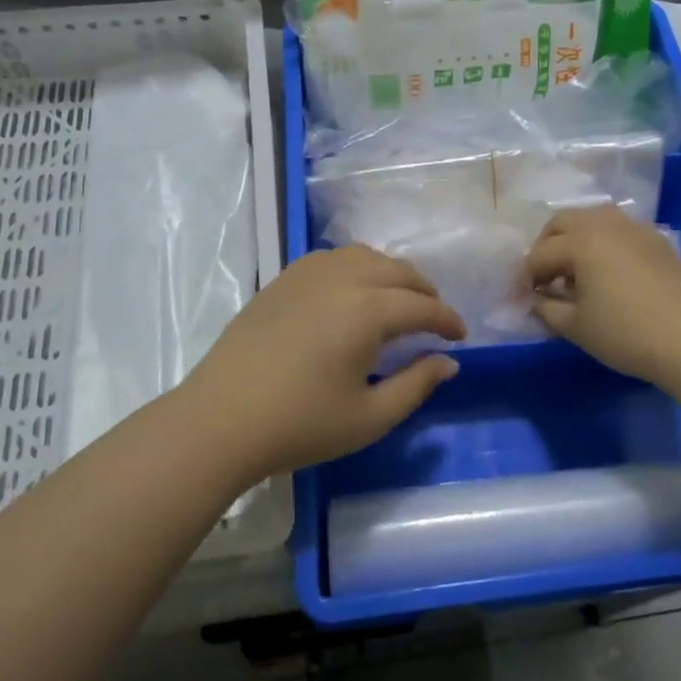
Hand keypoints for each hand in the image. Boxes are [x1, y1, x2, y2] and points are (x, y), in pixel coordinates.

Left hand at [176, 245, 466, 479]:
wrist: (220, 420)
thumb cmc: (299, 425)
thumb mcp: (369, 417)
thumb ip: (416, 385)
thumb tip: (448, 362)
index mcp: (367, 310)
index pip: (422, 305)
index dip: (447, 320)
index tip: (460, 337)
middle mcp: (342, 278)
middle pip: (397, 271)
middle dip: (425, 291)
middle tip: (435, 319)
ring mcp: (308, 274)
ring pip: (365, 256)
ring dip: (391, 273)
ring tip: (398, 300)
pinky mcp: (282, 279)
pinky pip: (332, 258)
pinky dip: (356, 267)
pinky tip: (353, 292)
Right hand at [522, 205, 680, 387]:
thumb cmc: (628, 333)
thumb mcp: (577, 328)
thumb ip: (548, 310)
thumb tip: (537, 301)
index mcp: (580, 241)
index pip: (539, 254)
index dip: (526, 278)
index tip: (523, 300)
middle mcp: (605, 224)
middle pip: (562, 222)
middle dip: (546, 247)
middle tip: (545, 278)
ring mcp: (635, 229)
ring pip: (593, 220)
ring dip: (575, 240)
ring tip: (576, 273)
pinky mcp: (657, 241)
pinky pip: (618, 231)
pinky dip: (603, 243)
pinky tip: (609, 274)